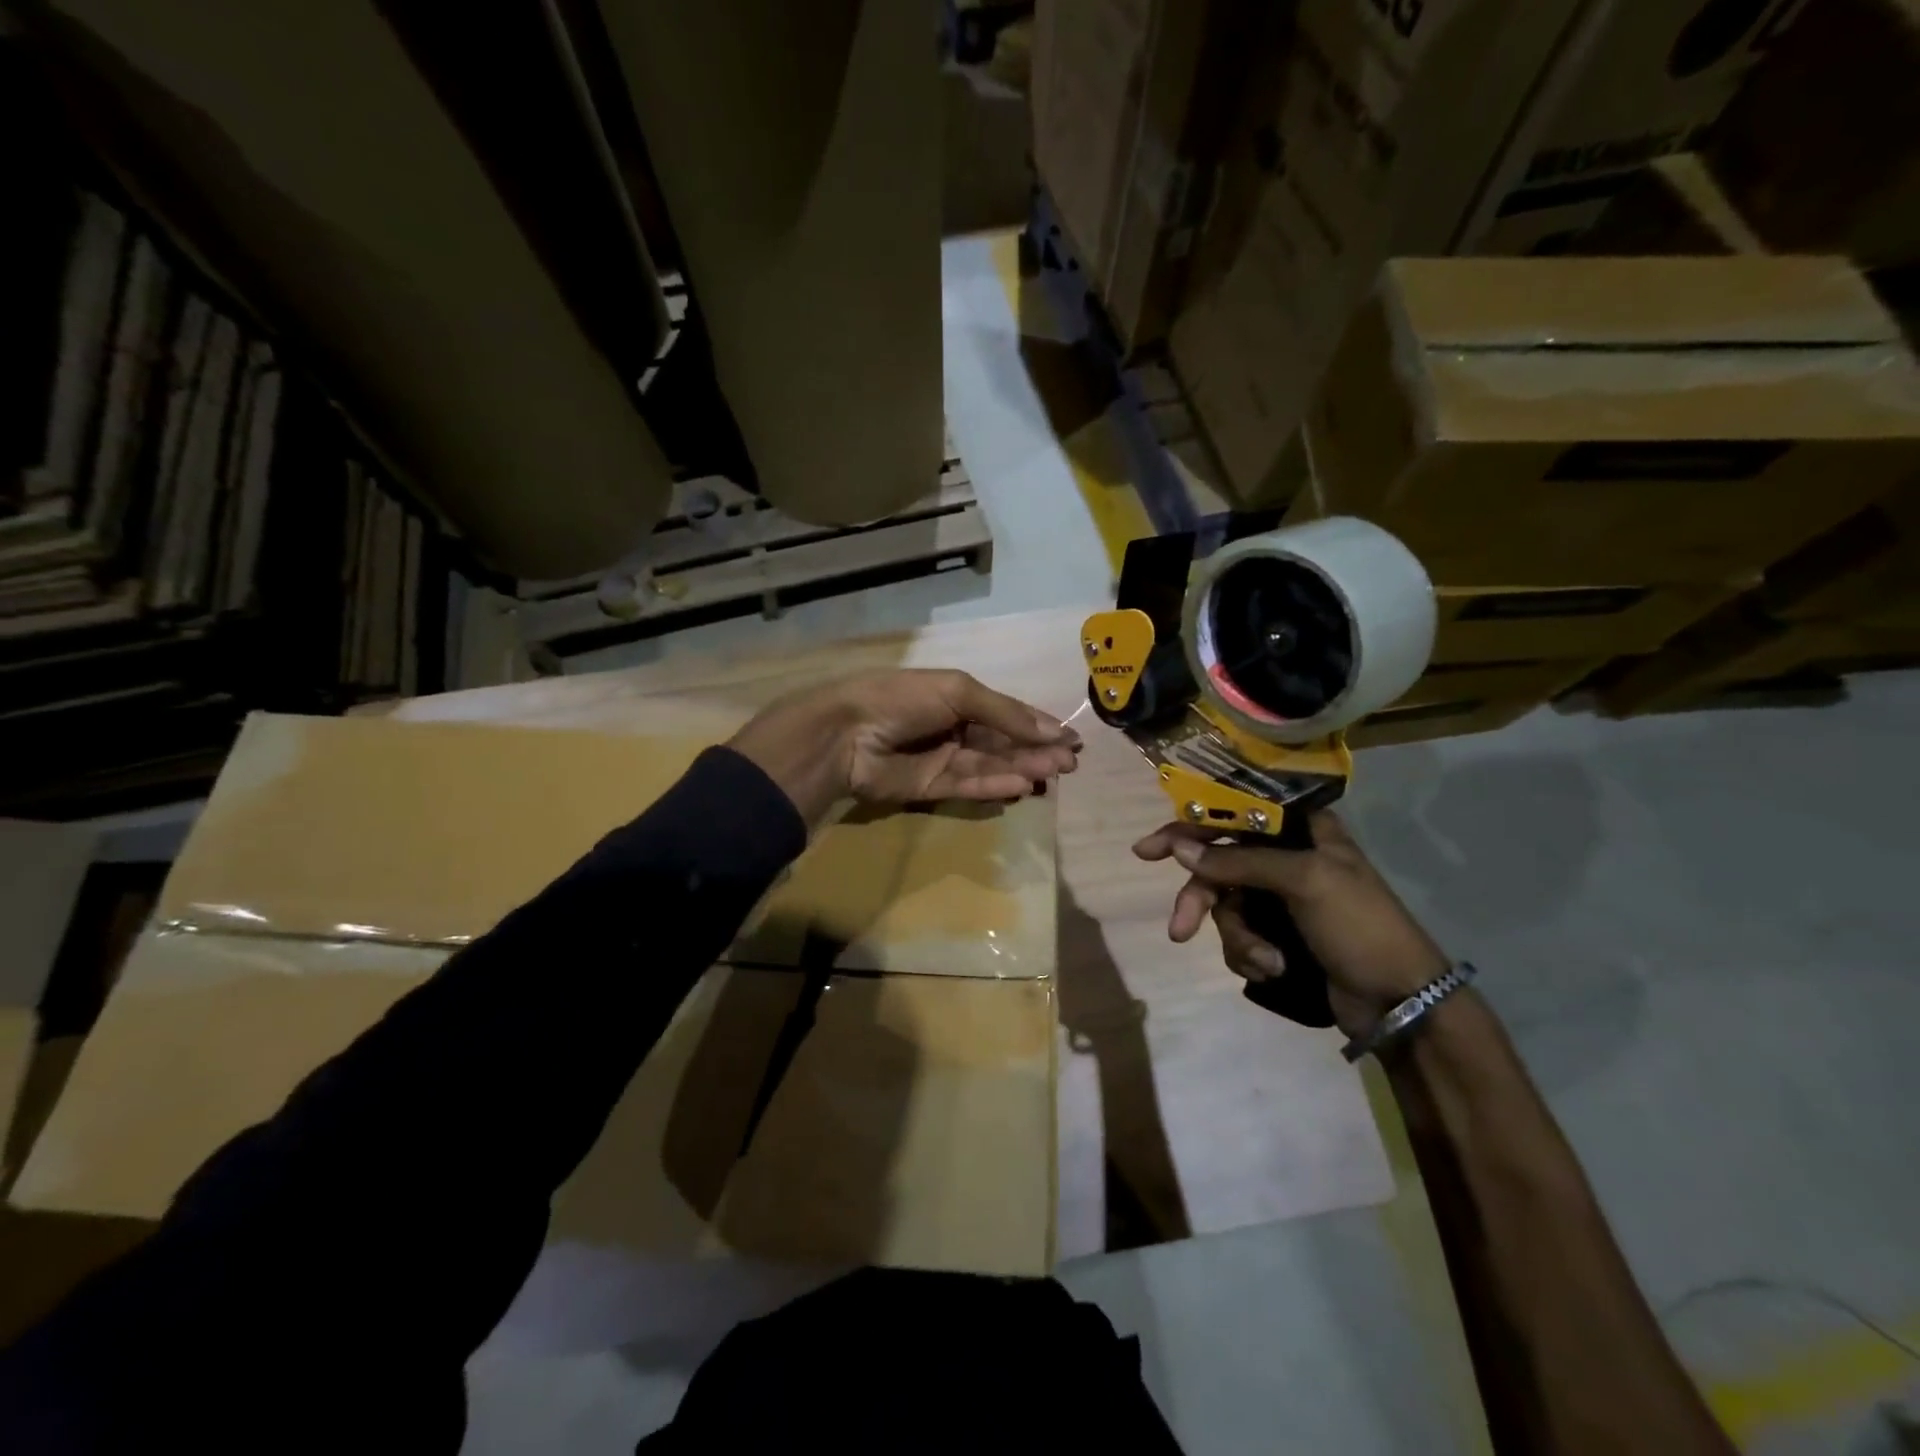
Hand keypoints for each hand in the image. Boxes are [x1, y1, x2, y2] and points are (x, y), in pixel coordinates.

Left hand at [729, 669, 1079, 826]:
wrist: (846, 732)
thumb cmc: (902, 699)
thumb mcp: (957, 691)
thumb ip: (1004, 712)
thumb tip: (1052, 730)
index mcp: (956, 698)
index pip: (1006, 713)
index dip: (1038, 725)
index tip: (1071, 739)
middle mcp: (952, 728)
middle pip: (1002, 742)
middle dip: (1036, 751)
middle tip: (1070, 763)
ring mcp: (941, 759)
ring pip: (990, 765)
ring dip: (1022, 768)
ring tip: (1054, 773)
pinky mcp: (930, 789)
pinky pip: (968, 787)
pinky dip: (995, 786)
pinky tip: (1021, 785)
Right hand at [1132, 812, 1447, 1038]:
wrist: (1399, 1002)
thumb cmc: (1360, 926)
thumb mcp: (1303, 881)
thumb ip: (1239, 861)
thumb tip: (1180, 848)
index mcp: (1301, 832)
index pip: (1232, 815)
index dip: (1188, 827)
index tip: (1148, 850)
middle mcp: (1286, 859)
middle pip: (1218, 867)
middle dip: (1202, 902)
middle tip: (1180, 929)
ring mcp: (1281, 900)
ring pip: (1225, 908)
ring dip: (1240, 939)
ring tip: (1269, 962)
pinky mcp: (1279, 936)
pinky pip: (1239, 938)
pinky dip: (1250, 957)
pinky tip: (1275, 971)